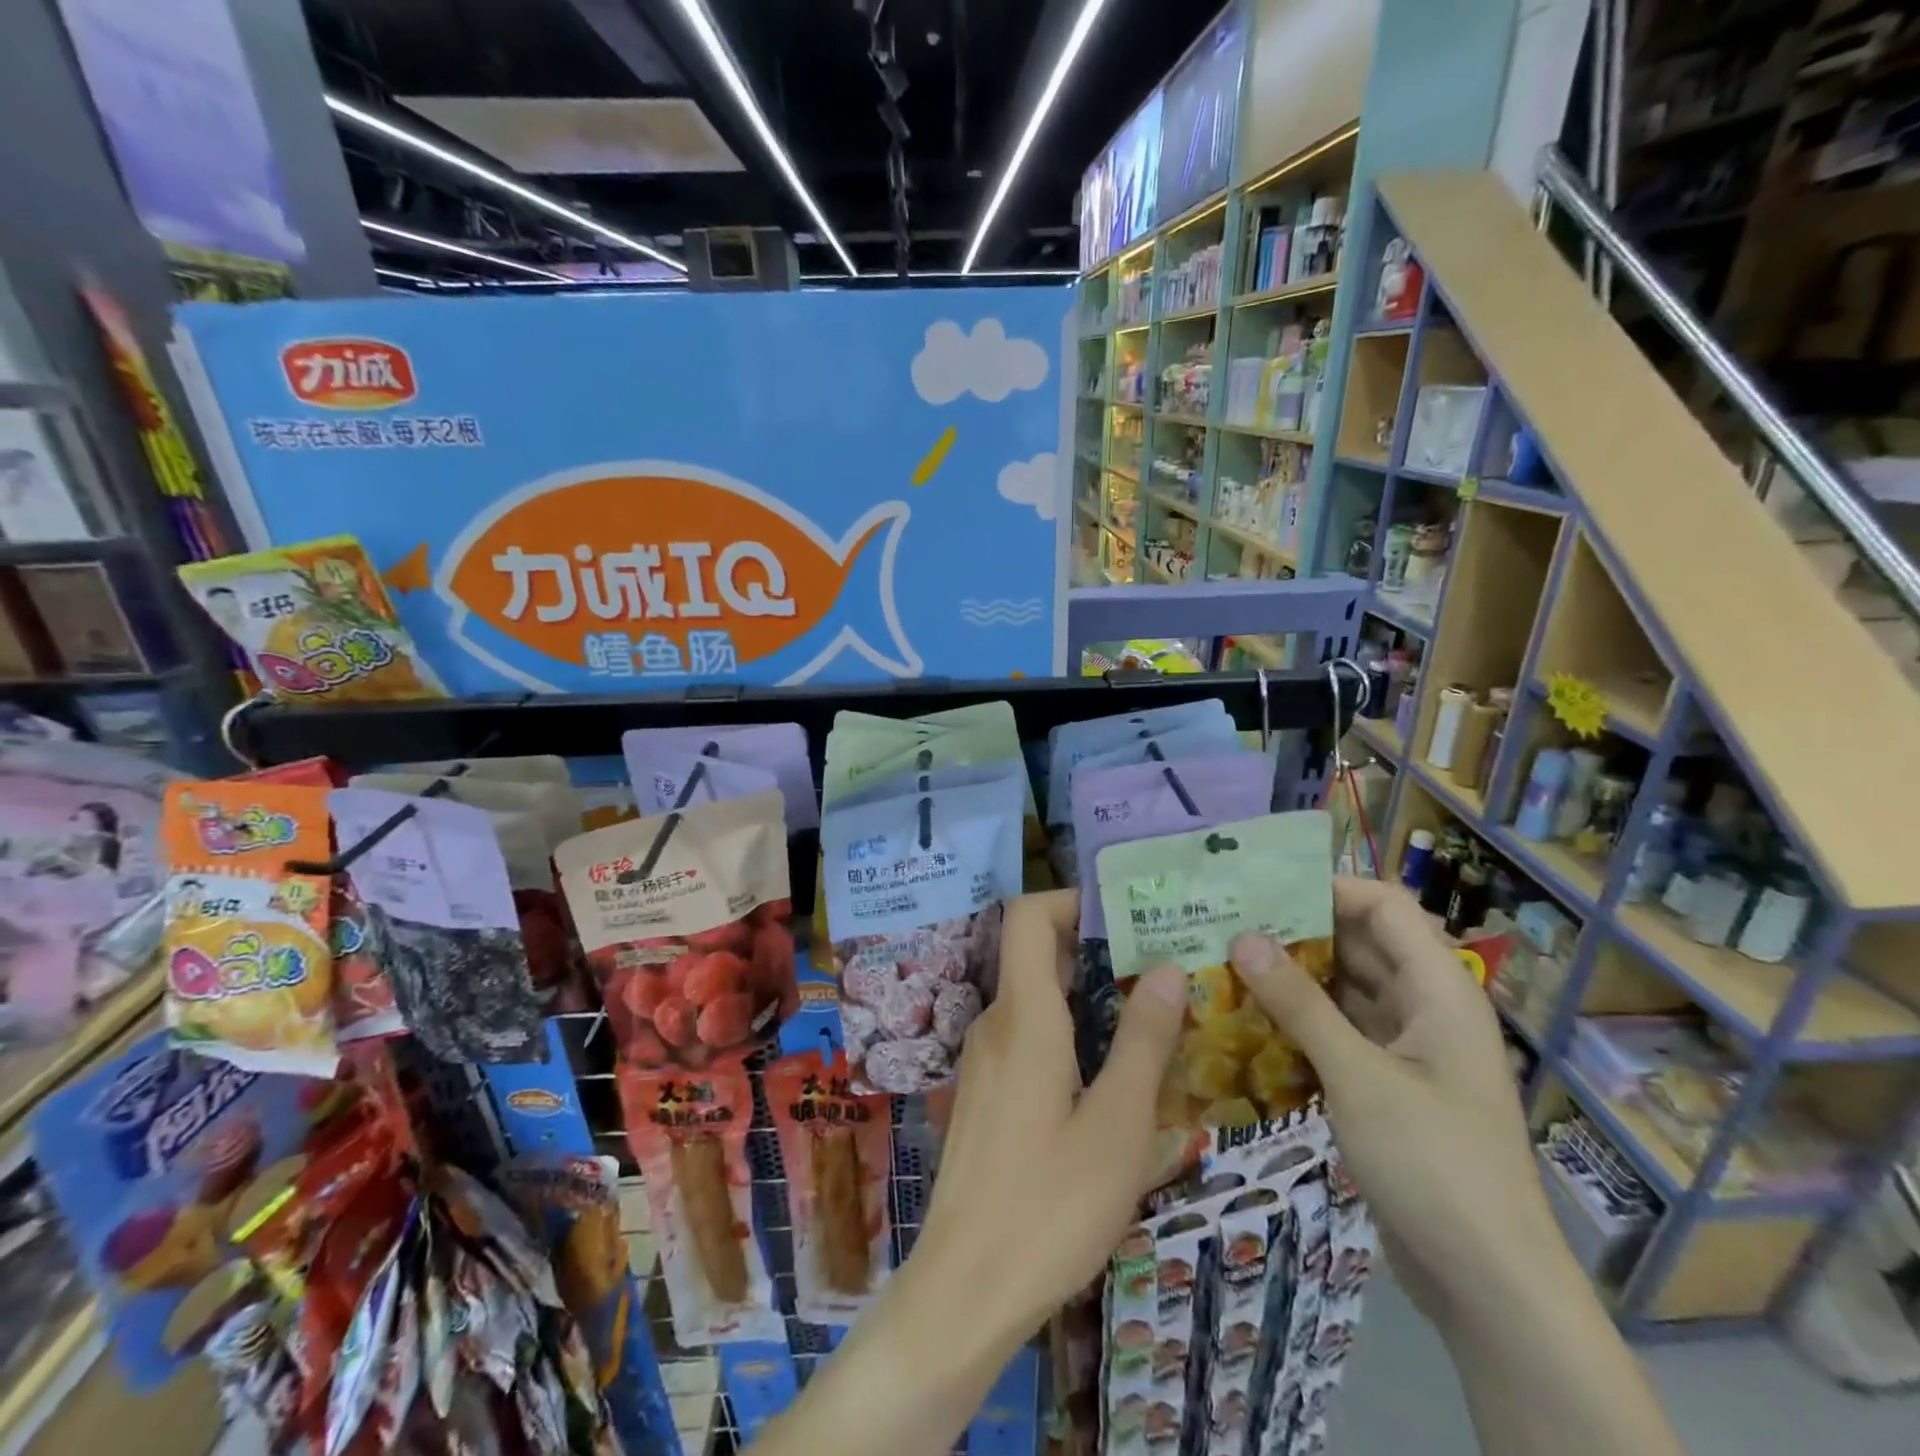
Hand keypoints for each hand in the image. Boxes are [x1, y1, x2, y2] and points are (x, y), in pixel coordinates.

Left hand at [909, 889, 1187, 1346]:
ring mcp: (984, 1060)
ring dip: (1087, 998)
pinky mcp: (985, 1094)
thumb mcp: (1117, 1125)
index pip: (1027, 916)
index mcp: (1023, 1017)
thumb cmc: (1049, 1206)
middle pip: (1036, 955)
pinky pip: (1027, 1037)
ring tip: (1150, 1021)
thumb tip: (1167, 967)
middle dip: (1096, 952)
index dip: (1071, 901)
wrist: (964, 1291)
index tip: (1127, 916)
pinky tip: (1109, 1076)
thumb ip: (1143, 1041)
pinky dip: (1068, 1033)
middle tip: (1162, 970)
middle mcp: (995, 1024)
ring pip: (1035, 1000)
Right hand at [1227, 877, 1564, 1324]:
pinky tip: (1251, 1021)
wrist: (1489, 1286)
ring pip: (1346, 991)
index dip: (1329, 887)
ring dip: (1294, 978)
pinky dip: (1302, 1022)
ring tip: (1227, 963)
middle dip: (1298, 932)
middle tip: (1228, 922)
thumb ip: (1300, 1004)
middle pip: (1361, 945)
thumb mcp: (1359, 1077)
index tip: (1262, 889)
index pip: (1385, 907)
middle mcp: (1427, 1009)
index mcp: (1439, 991)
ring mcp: (1409, 1050)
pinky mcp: (1389, 1086)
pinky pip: (1341, 1033)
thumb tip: (1243, 938)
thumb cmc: (1434, 1164)